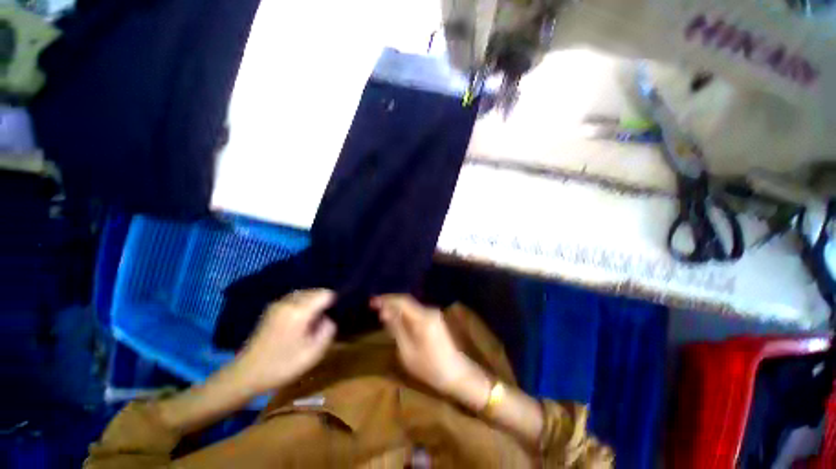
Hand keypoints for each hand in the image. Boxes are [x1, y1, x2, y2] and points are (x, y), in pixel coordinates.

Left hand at [234, 289, 336, 393]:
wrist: (247, 373)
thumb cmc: (283, 365)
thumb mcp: (314, 353)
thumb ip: (328, 330)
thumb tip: (328, 318)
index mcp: (300, 311)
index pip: (325, 294)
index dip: (334, 302)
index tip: (333, 315)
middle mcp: (289, 302)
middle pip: (316, 291)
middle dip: (323, 302)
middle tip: (323, 320)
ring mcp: (279, 303)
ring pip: (305, 293)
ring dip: (313, 302)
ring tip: (313, 320)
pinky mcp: (272, 308)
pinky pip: (295, 298)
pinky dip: (303, 303)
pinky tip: (300, 320)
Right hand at [371, 295, 490, 409]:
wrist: (457, 374)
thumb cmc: (430, 367)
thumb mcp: (407, 351)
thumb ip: (396, 329)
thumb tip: (385, 312)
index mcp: (423, 318)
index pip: (402, 301)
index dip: (386, 299)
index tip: (372, 302)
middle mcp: (429, 311)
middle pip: (406, 301)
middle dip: (390, 303)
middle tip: (374, 308)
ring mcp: (434, 314)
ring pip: (411, 306)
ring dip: (397, 308)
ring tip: (382, 314)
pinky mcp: (435, 319)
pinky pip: (416, 312)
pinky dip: (405, 314)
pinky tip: (397, 320)